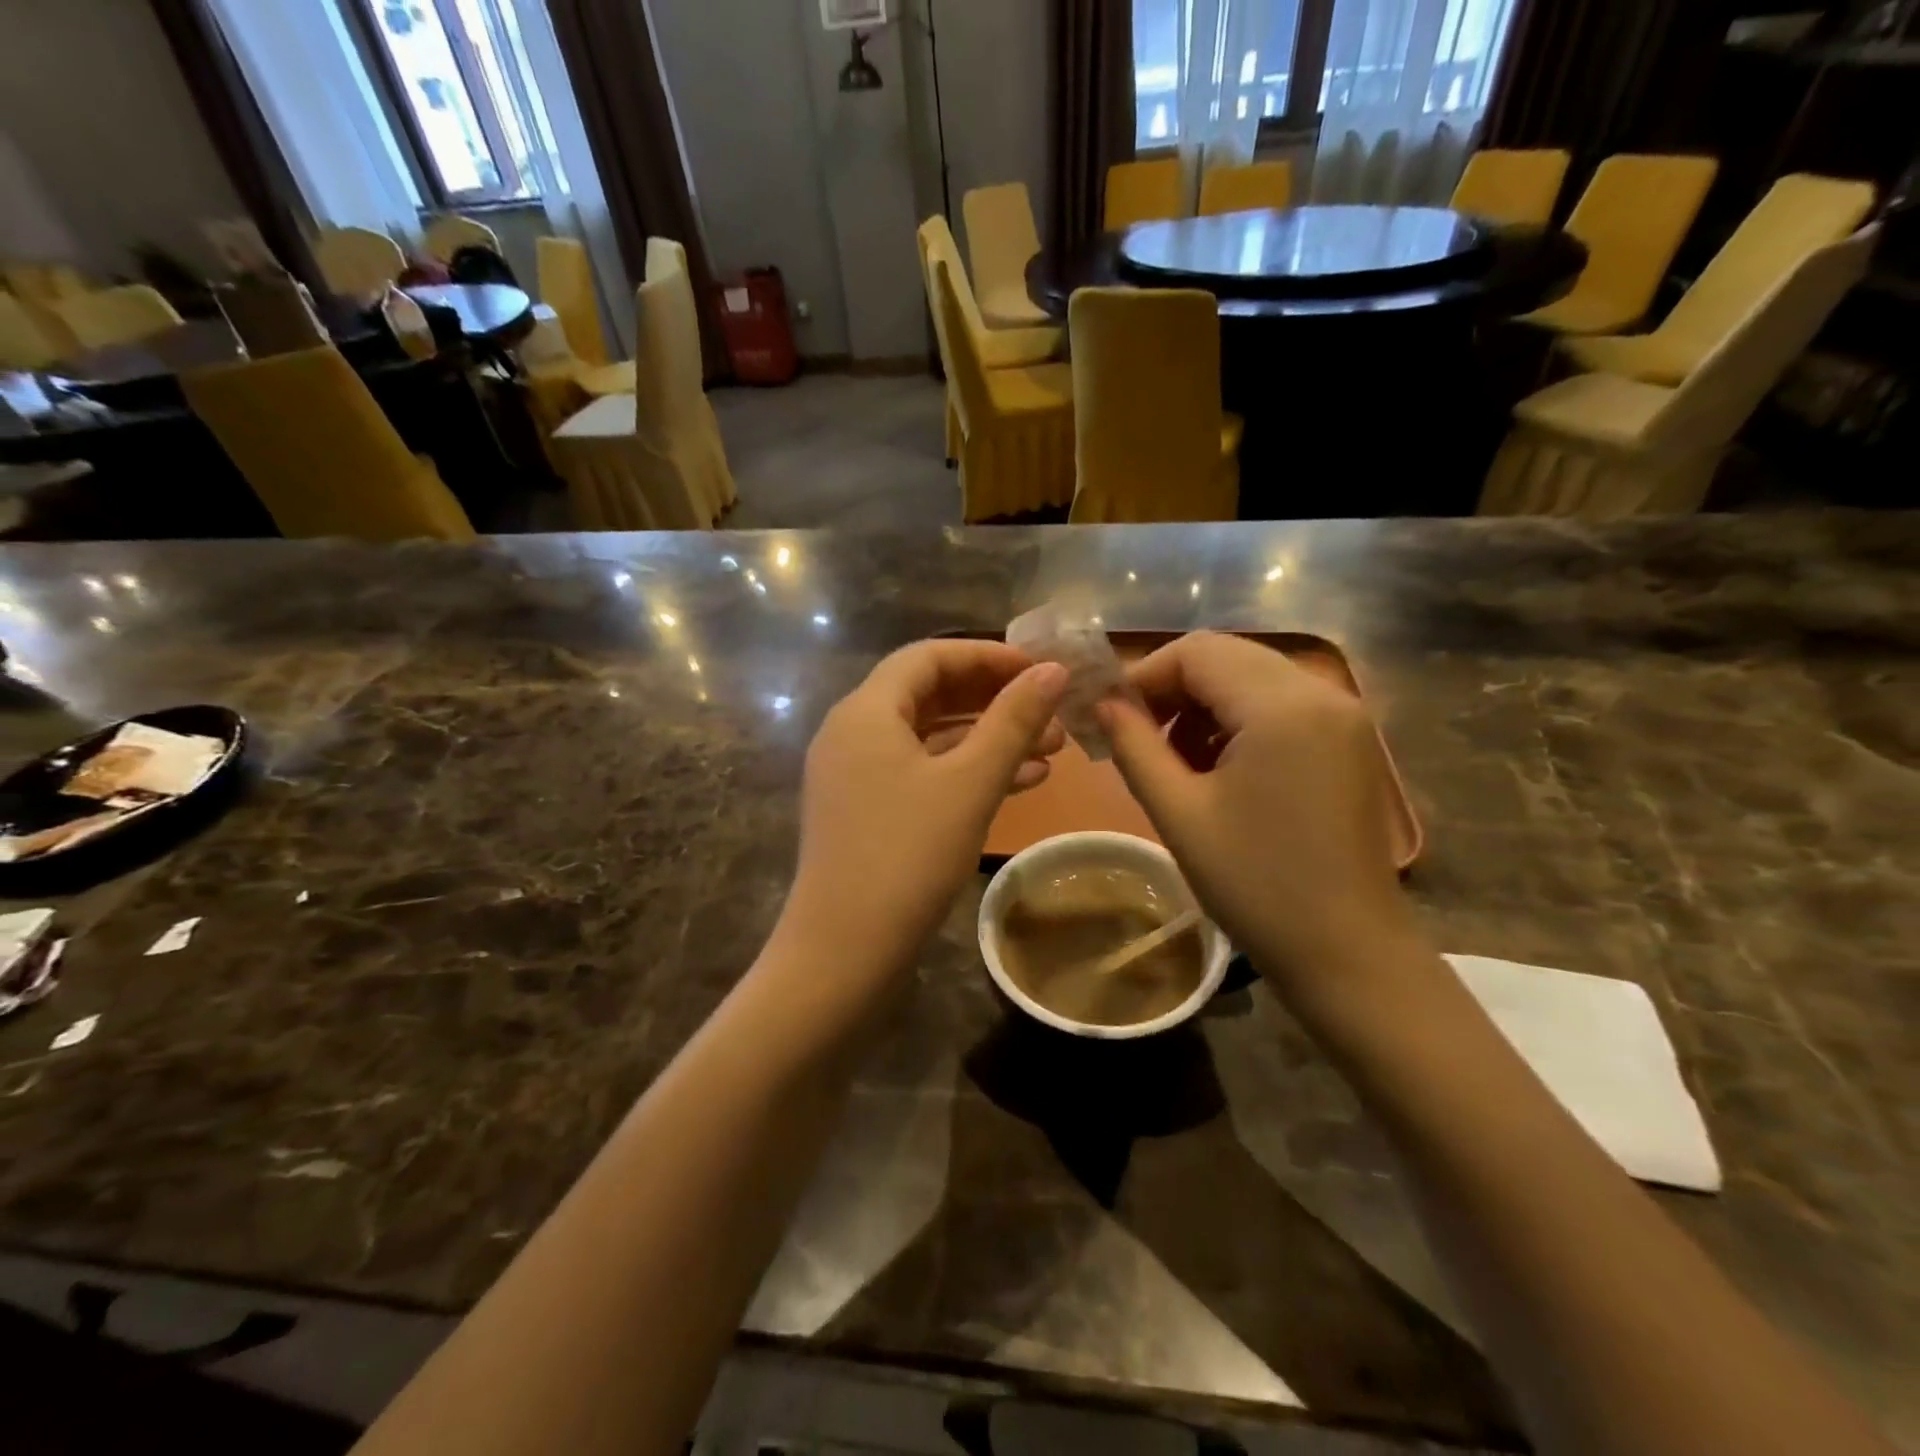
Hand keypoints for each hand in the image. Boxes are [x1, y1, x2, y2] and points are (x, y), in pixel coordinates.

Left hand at [780, 640, 1067, 979]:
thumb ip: (1013, 720)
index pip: (930, 656)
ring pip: (931, 738)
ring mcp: (855, 775)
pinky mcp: (865, 812)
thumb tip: (1053, 670)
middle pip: (930, 694)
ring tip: (1053, 748)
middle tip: (1053, 711)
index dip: (988, 656)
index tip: (1040, 670)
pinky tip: (1021, 784)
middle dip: (995, 700)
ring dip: (989, 739)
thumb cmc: (908, 856)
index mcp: (866, 711)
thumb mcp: (970, 782)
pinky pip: (921, 774)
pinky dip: (966, 773)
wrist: (843, 952)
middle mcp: (853, 732)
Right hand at [1097, 632, 1413, 990]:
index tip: (1108, 714)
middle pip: (1226, 655)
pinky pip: (1280, 703)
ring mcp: (1343, 715)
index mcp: (1281, 706)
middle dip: (1172, 687)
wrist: (1348, 953)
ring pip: (1252, 676)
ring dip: (1204, 702)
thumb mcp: (1178, 813)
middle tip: (1133, 733)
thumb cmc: (1255, 885)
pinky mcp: (1349, 739)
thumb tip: (1102, 703)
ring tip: (1174, 758)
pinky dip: (1238, 719)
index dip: (1143, 675)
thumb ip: (1134, 746)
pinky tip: (1218, 766)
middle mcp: (1321, 692)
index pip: (1196, 651)